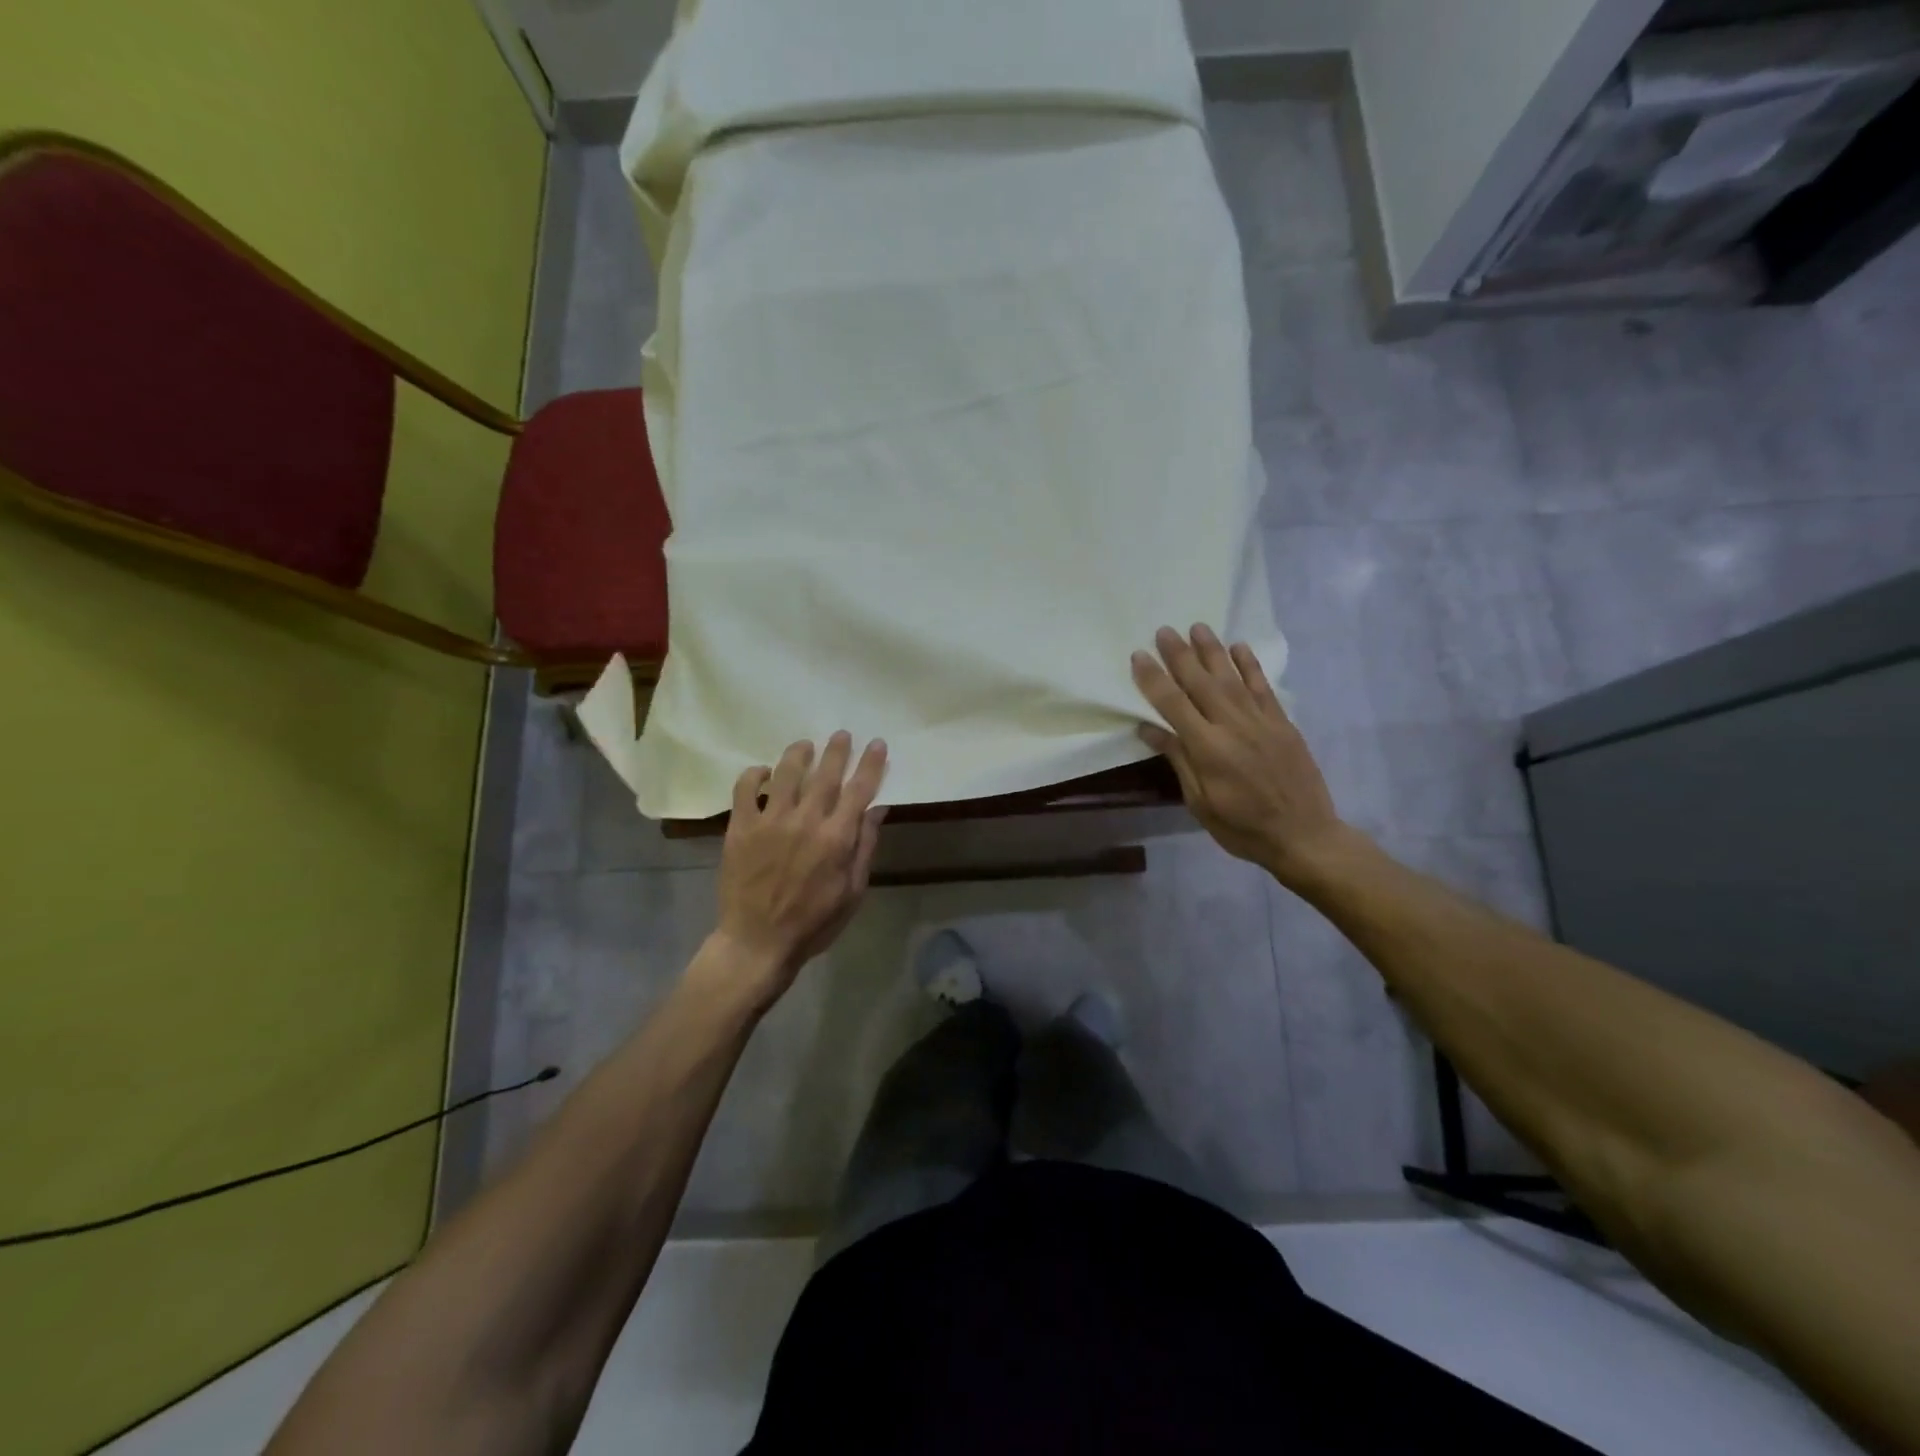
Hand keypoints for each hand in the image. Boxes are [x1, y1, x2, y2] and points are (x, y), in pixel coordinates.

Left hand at [708, 732, 888, 1005]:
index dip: (871, 764)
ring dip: (799, 754)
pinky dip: (754, 774)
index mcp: (836, 838)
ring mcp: (769, 821)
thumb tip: (877, 809)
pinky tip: (763, 773)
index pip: (859, 790)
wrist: (757, 942)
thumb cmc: (813, 922)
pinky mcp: (740, 828)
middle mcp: (805, 821)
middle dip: (837, 750)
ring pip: (785, 773)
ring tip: (805, 745)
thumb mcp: (852, 891)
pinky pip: (744, 788)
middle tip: (842, 734)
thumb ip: (864, 846)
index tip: (877, 744)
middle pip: (824, 774)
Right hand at [1131, 625, 1355, 886]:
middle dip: (1180, 655)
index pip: (1173, 705)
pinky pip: (1263, 687)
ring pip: (1232, 677)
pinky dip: (1250, 666)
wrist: (1305, 836)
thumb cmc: (1243, 828)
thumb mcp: (1200, 803)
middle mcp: (1233, 726)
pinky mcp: (1283, 723)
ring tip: (1197, 627)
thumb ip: (1179, 761)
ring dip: (1212, 651)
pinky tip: (1239, 648)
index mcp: (1208, 749)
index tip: (1138, 656)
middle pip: (1201, 683)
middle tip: (1164, 630)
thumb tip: (1149, 729)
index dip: (1154, 679)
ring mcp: (1261, 722)